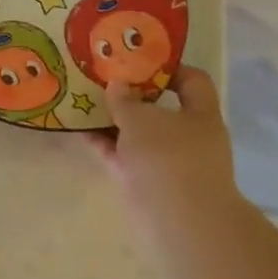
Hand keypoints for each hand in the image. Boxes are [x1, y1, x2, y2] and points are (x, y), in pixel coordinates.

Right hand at [87, 66, 236, 222]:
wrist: (178, 219)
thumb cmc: (168, 157)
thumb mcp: (141, 118)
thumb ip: (125, 99)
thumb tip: (119, 85)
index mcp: (199, 114)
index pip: (192, 80)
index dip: (167, 67)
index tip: (136, 59)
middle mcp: (187, 136)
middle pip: (158, 107)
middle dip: (130, 94)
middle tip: (101, 78)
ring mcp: (166, 161)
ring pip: (136, 133)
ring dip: (111, 119)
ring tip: (81, 100)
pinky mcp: (145, 181)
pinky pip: (121, 155)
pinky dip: (103, 143)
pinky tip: (77, 129)